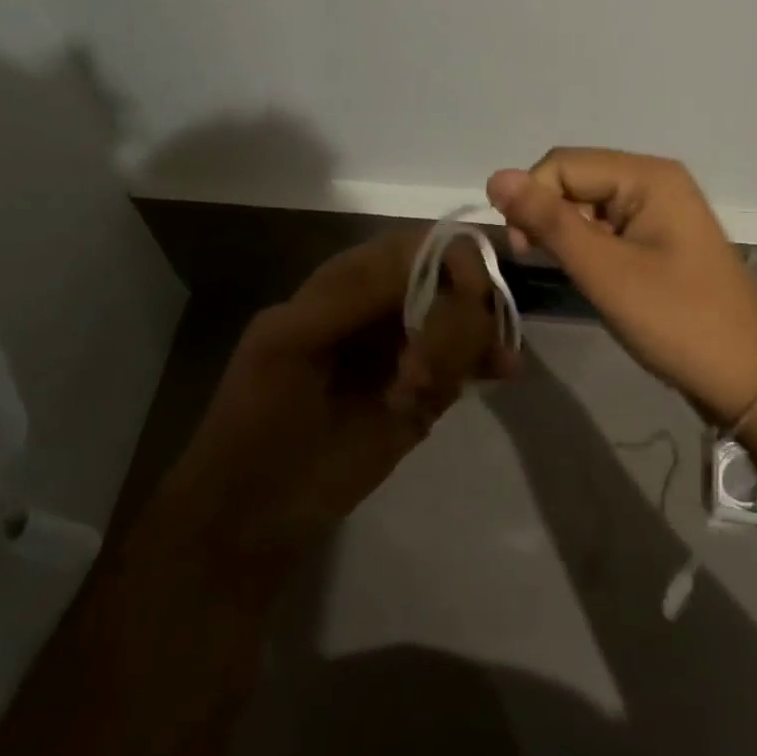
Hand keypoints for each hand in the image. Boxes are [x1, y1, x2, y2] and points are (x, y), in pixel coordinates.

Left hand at [163, 229, 511, 597]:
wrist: (256, 511)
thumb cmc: (257, 419)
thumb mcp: (287, 343)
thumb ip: (351, 295)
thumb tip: (425, 252)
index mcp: (351, 281)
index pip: (418, 244)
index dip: (453, 259)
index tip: (468, 296)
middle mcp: (390, 304)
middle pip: (456, 279)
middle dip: (457, 318)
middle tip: (426, 373)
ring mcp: (413, 346)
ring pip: (471, 318)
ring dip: (466, 347)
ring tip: (427, 395)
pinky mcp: (430, 390)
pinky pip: (472, 359)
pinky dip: (489, 360)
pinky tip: (500, 374)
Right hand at [487, 149, 756, 422]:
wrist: (745, 378)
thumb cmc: (676, 321)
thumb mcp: (604, 272)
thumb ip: (549, 222)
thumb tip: (495, 176)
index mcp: (648, 176)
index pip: (562, 164)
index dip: (532, 199)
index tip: (525, 251)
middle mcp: (655, 179)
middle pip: (576, 178)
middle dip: (548, 215)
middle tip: (541, 263)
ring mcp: (661, 208)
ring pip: (588, 203)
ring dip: (567, 232)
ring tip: (571, 274)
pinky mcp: (660, 236)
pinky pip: (608, 224)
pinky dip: (589, 245)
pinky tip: (591, 275)